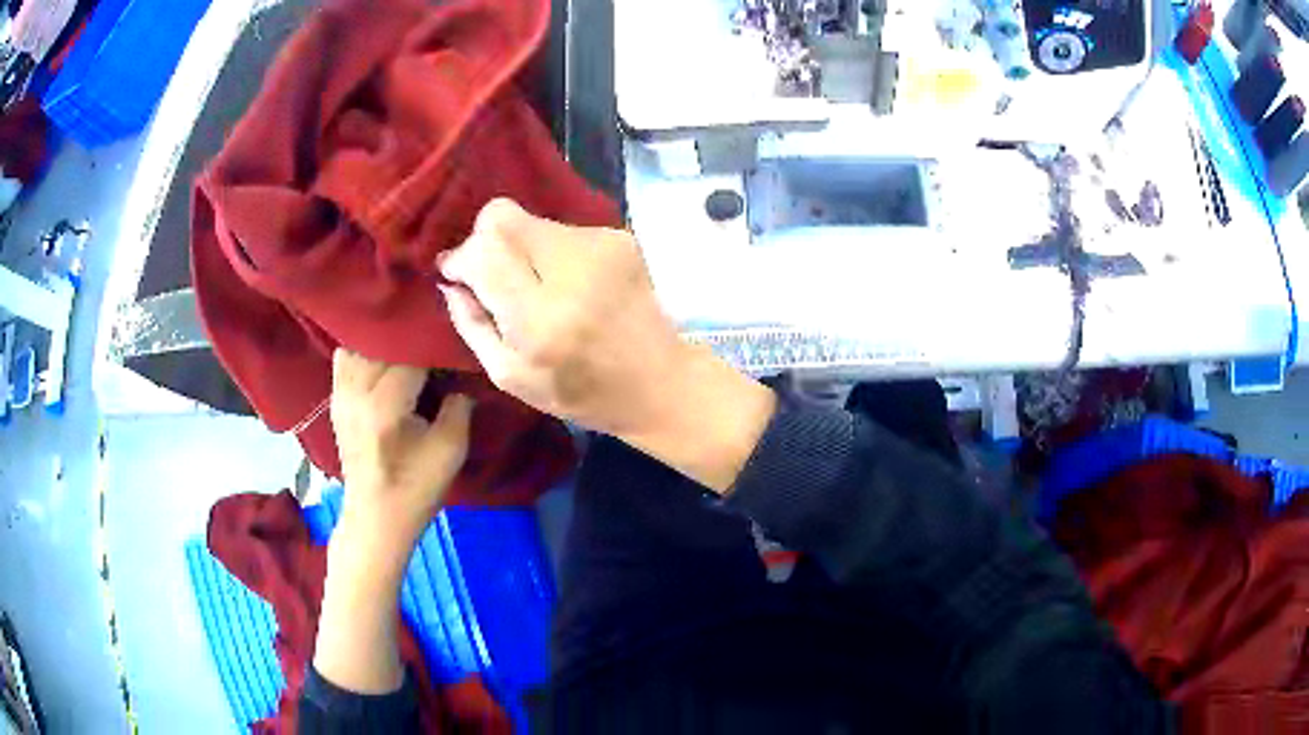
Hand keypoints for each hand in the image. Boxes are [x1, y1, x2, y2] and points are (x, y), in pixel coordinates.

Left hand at [330, 349, 473, 540]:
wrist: (376, 518)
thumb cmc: (416, 488)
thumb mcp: (451, 450)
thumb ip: (460, 405)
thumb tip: (464, 375)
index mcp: (385, 402)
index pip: (413, 351)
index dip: (438, 344)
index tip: (459, 344)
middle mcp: (357, 389)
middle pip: (385, 341)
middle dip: (414, 337)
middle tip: (439, 339)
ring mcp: (341, 393)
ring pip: (362, 343)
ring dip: (387, 341)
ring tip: (411, 344)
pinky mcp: (336, 399)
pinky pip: (346, 357)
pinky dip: (365, 349)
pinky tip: (384, 356)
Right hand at [438, 199, 774, 492]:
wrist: (659, 381)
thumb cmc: (580, 392)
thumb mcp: (510, 377)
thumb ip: (472, 325)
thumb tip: (451, 279)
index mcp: (540, 320)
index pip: (485, 250)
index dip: (462, 256)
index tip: (457, 273)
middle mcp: (572, 272)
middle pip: (503, 217)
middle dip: (485, 241)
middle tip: (493, 276)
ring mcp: (601, 248)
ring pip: (531, 219)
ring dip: (520, 248)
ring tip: (537, 287)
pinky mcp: (619, 238)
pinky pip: (561, 229)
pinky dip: (550, 251)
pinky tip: (567, 284)